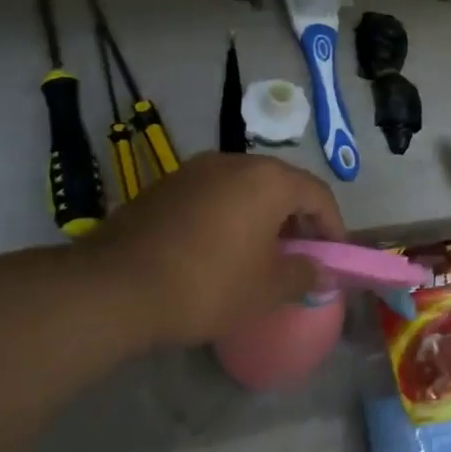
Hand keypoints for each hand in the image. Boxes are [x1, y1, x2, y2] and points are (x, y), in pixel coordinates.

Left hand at [84, 152, 345, 350]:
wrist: (117, 286)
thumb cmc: (208, 284)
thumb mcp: (266, 289)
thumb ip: (303, 275)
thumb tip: (320, 272)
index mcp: (267, 180)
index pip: (317, 193)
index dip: (332, 225)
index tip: (333, 255)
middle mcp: (233, 162)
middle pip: (280, 184)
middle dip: (296, 218)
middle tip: (300, 254)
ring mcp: (194, 170)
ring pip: (243, 187)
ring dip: (260, 216)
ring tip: (259, 253)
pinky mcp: (164, 186)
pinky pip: (211, 195)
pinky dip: (227, 216)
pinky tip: (217, 249)